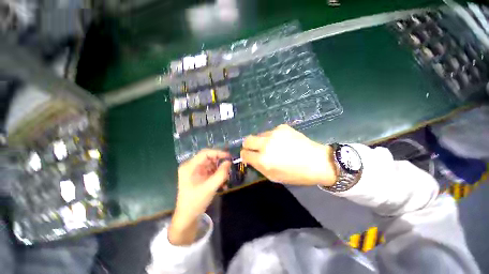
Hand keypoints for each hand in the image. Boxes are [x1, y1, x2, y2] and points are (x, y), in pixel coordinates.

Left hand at [169, 149, 230, 245]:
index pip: (205, 153)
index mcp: (190, 166)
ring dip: (219, 170)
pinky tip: (222, 183)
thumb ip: (221, 174)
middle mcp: (191, 166)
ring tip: (226, 178)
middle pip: (208, 158)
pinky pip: (210, 171)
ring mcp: (194, 171)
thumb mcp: (210, 187)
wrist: (187, 218)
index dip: (218, 153)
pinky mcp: (198, 176)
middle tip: (229, 168)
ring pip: (210, 164)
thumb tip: (228, 162)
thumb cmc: (196, 202)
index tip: (229, 157)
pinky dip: (217, 175)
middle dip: (219, 163)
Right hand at [240, 124, 336, 185]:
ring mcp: (274, 133)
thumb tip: (250, 158)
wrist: (318, 161)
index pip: (244, 154)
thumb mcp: (274, 176)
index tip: (248, 156)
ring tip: (273, 146)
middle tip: (256, 149)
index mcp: (263, 160)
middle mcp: (266, 144)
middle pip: (247, 139)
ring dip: (262, 141)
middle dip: (248, 145)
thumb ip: (258, 166)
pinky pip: (270, 132)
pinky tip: (283, 141)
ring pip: (259, 135)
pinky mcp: (282, 127)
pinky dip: (272, 137)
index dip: (245, 155)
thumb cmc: (296, 174)